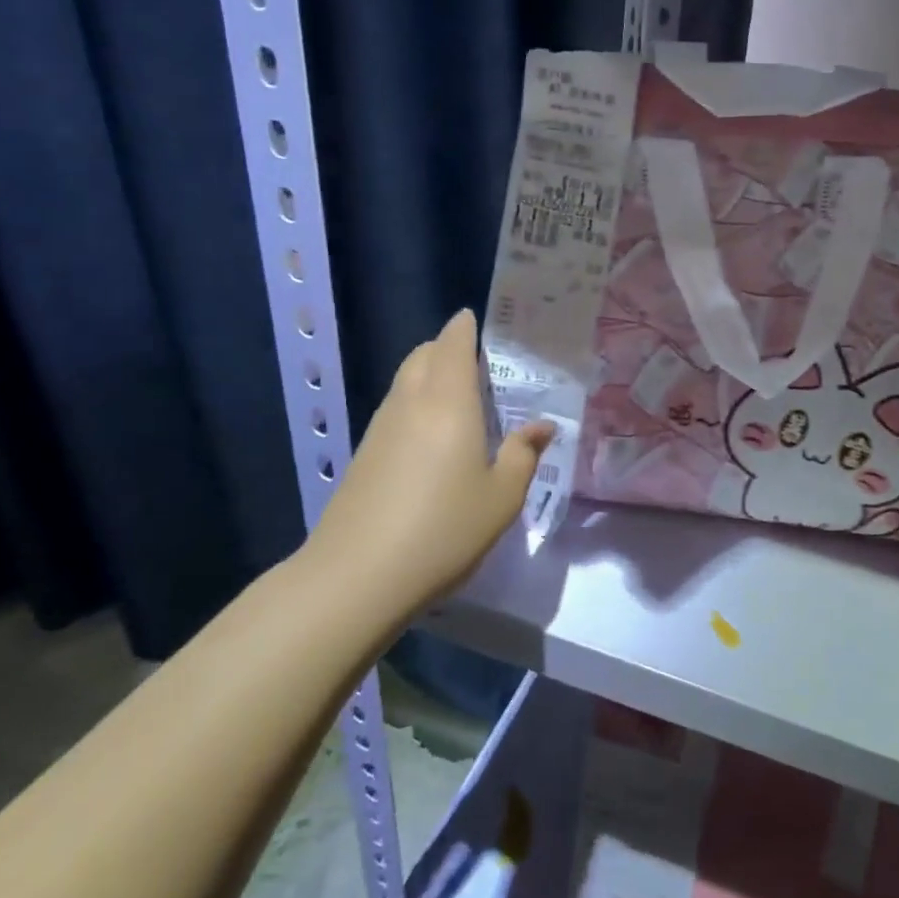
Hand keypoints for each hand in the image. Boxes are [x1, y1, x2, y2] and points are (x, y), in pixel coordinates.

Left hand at [298, 309, 551, 613]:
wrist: (357, 576)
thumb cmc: (444, 530)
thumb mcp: (502, 497)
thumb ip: (523, 454)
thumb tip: (541, 426)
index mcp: (448, 401)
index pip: (452, 343)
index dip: (465, 327)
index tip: (480, 321)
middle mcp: (411, 403)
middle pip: (424, 355)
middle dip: (447, 348)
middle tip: (481, 364)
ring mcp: (381, 428)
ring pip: (406, 381)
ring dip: (430, 375)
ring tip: (462, 398)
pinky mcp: (365, 454)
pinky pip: (396, 409)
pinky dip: (417, 403)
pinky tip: (435, 437)